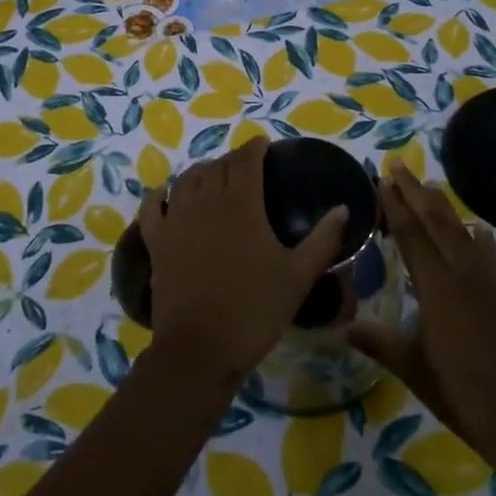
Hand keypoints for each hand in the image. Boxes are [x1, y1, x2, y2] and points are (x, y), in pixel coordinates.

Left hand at [138, 137, 347, 390]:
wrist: (200, 349)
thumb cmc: (255, 309)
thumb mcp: (299, 276)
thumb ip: (323, 239)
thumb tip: (343, 209)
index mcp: (241, 202)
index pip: (246, 159)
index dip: (255, 148)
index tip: (265, 146)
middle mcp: (205, 200)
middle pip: (217, 166)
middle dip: (232, 160)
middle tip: (247, 168)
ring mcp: (176, 219)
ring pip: (186, 180)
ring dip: (202, 172)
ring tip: (213, 178)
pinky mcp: (156, 241)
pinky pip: (153, 207)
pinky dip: (160, 196)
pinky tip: (165, 196)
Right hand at [347, 164, 495, 448]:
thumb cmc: (459, 393)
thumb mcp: (412, 368)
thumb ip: (379, 342)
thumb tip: (341, 326)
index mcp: (436, 288)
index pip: (412, 236)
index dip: (396, 206)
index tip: (383, 180)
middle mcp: (463, 274)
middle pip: (437, 223)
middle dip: (416, 192)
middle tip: (399, 166)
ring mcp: (489, 283)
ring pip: (463, 232)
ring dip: (444, 208)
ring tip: (430, 187)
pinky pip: (492, 254)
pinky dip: (481, 238)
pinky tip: (478, 231)